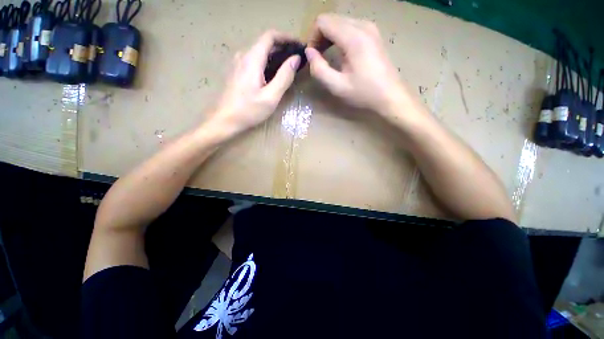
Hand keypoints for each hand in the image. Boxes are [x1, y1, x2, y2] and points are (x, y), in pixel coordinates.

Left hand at [210, 30, 301, 136]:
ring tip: (288, 67)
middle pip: (265, 43)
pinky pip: (254, 61)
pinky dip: (267, 63)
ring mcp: (238, 64)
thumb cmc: (248, 110)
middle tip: (296, 59)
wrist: (224, 120)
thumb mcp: (271, 97)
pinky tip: (273, 75)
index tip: (298, 46)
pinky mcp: (237, 72)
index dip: (286, 37)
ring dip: (275, 56)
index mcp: (252, 59)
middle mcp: (243, 56)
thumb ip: (284, 77)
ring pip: (259, 53)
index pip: (270, 36)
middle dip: (282, 48)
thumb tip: (295, 59)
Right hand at [306, 14, 405, 114]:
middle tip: (317, 58)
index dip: (312, 37)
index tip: (312, 56)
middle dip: (319, 37)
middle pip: (331, 19)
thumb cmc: (364, 93)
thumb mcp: (337, 86)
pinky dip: (340, 37)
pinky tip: (340, 53)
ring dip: (329, 37)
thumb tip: (309, 53)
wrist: (390, 95)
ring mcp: (370, 28)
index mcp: (353, 37)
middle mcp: (362, 25)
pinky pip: (350, 26)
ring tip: (326, 56)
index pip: (323, 22)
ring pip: (340, 21)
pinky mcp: (373, 34)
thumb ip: (319, 69)